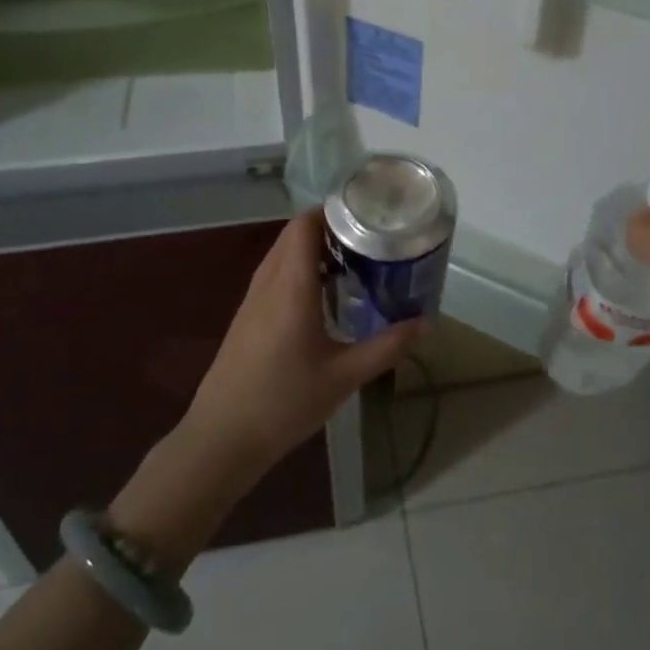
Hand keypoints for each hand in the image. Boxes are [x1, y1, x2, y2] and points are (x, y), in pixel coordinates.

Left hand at [180, 209, 427, 485]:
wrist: (222, 437)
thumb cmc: (285, 403)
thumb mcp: (345, 376)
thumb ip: (388, 346)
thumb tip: (426, 324)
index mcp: (290, 287)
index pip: (305, 225)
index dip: (333, 211)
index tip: (368, 214)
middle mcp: (268, 282)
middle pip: (294, 234)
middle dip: (330, 228)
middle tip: (370, 237)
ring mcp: (252, 299)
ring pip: (282, 253)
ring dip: (313, 248)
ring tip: (354, 261)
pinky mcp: (246, 316)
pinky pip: (274, 273)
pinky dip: (299, 267)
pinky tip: (323, 294)